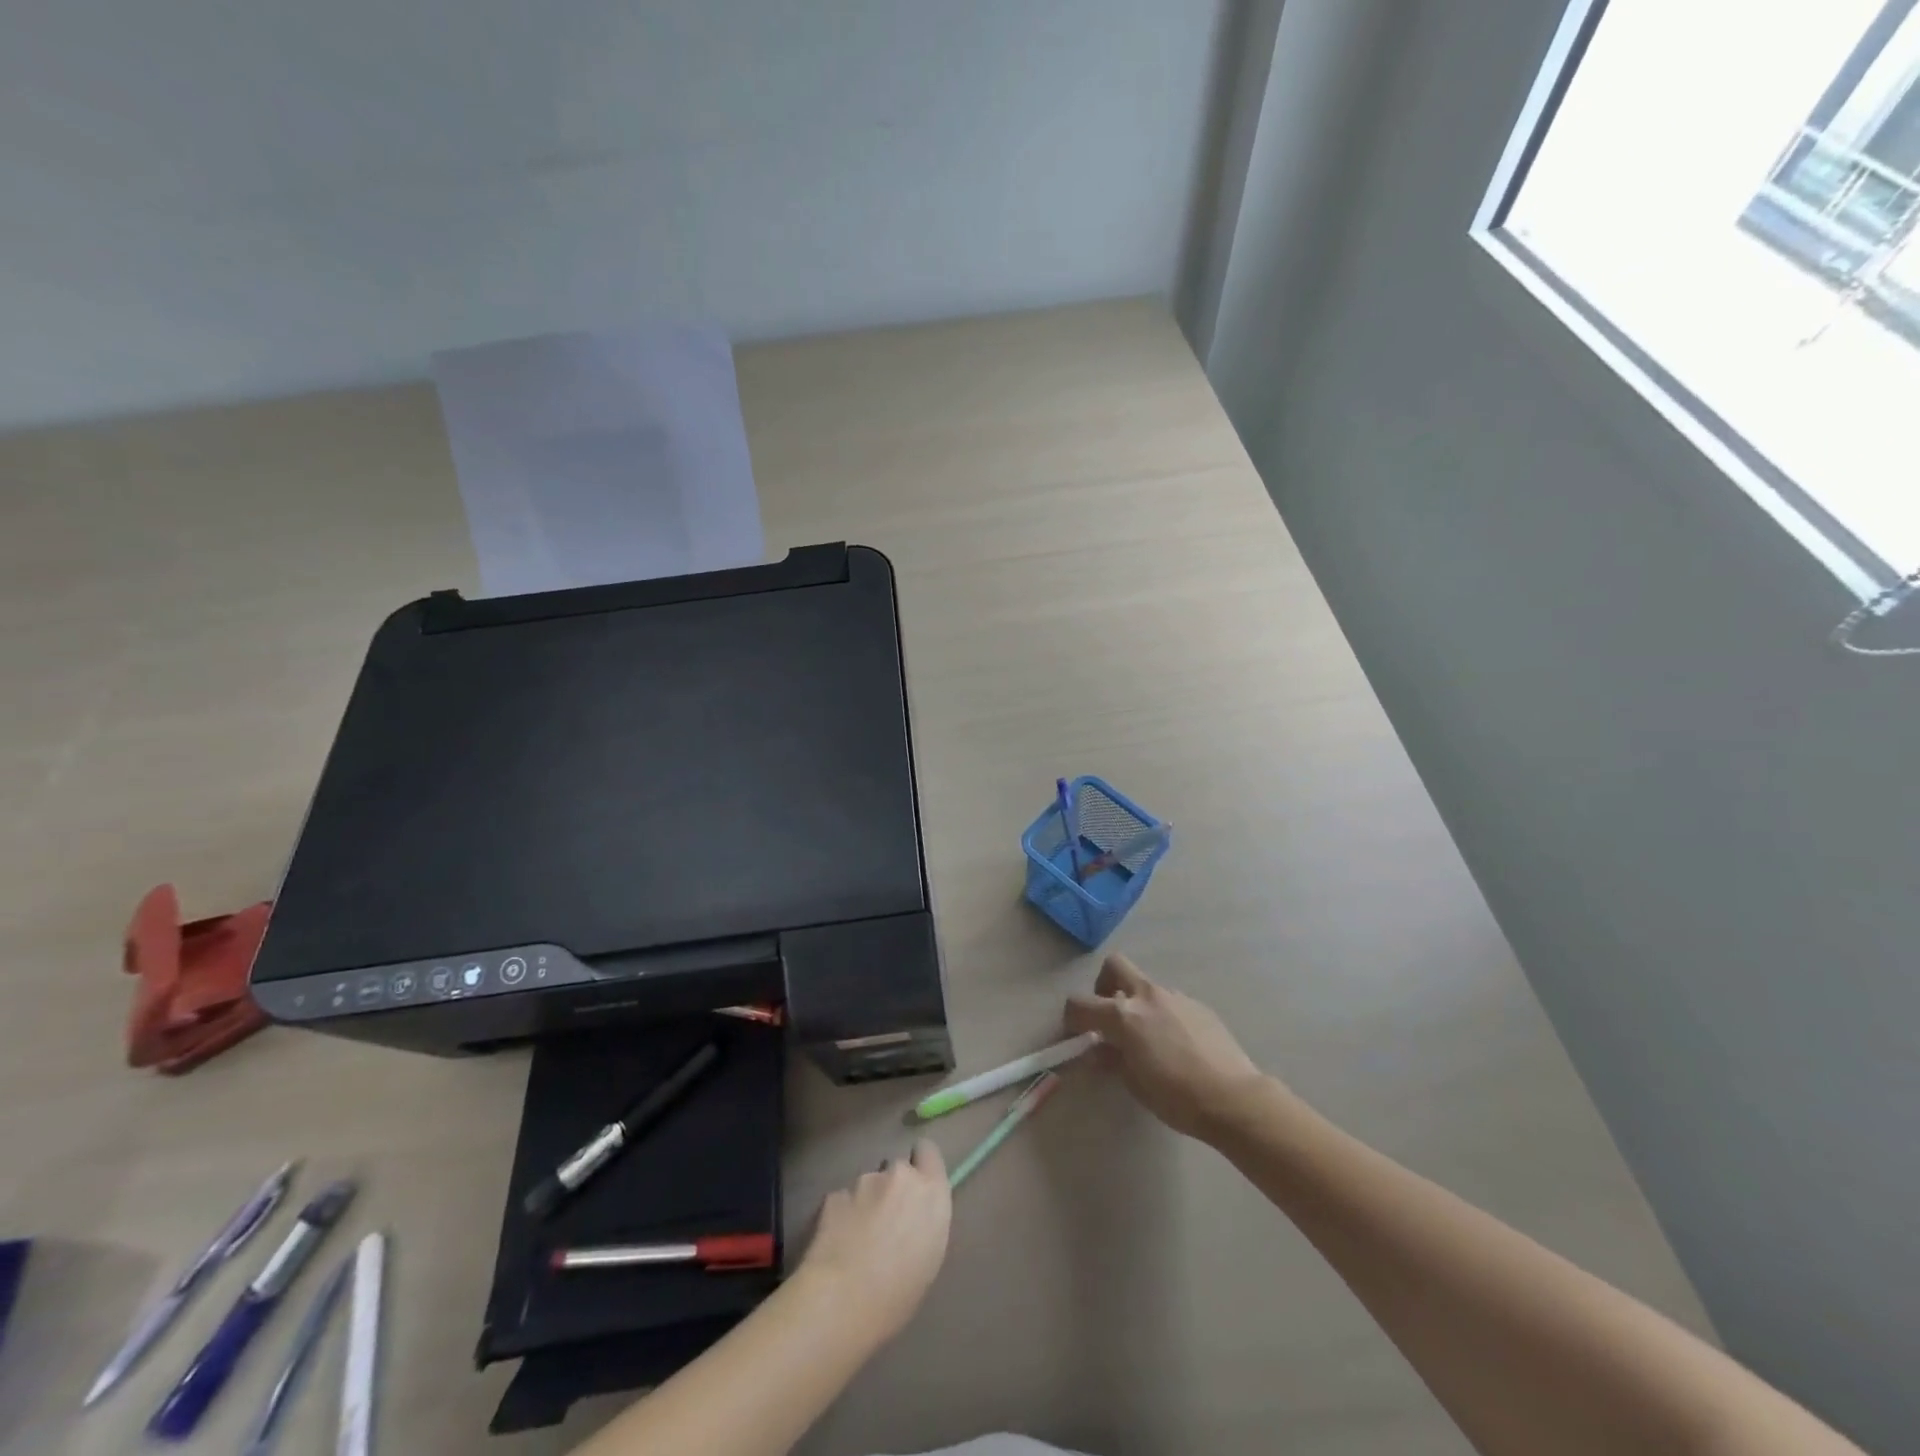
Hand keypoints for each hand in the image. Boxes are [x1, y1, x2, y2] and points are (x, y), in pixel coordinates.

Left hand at [796, 1138, 951, 1343]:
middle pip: (896, 1169)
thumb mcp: (930, 1256)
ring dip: (866, 1203)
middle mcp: (900, 1175)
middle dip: (891, 1188)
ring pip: (867, 1184)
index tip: (915, 1187)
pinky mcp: (834, 1194)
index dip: (919, 1164)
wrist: (843, 1300)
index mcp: (930, 1191)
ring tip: (857, 1239)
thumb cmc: (899, 1293)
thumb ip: (924, 1219)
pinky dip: (841, 1216)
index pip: (928, 1150)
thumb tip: (913, 1216)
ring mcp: (864, 1181)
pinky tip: (836, 1245)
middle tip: (885, 1223)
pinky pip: (842, 1200)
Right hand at [1064, 953, 1268, 1140]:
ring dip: (1137, 1003)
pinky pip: (1170, 1001)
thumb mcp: (1134, 1084)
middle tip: (1110, 1015)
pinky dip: (1163, 1014)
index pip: (1080, 1003)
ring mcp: (1175, 997)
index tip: (1076, 1034)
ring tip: (1148, 1038)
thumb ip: (1111, 1059)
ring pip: (1145, 986)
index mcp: (1124, 1015)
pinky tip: (1176, 1044)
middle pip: (1114, 966)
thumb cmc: (1177, 1096)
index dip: (1072, 1018)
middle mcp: (1146, 996)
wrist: (1233, 1097)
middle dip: (1104, 985)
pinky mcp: (1198, 1005)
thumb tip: (1097, 1050)